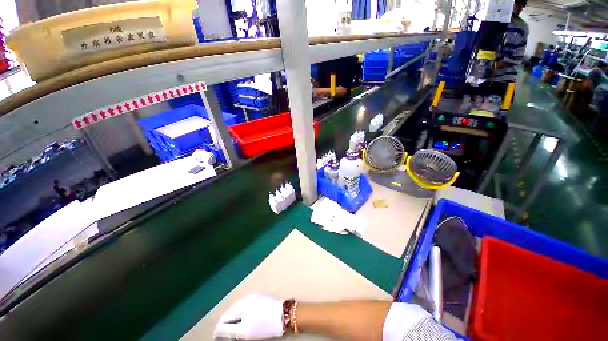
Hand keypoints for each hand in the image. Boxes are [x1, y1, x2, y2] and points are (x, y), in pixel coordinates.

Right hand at [214, 294, 283, 339]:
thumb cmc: (264, 324)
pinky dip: (244, 318)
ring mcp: (255, 298)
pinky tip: (248, 325)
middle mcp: (247, 298)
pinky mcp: (261, 300)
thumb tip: (217, 331)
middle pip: (232, 314)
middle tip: (229, 337)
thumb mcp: (245, 331)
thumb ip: (229, 331)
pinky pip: (247, 310)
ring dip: (236, 322)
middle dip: (228, 325)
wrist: (284, 315)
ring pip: (240, 312)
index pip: (224, 318)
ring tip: (238, 333)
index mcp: (241, 304)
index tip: (218, 339)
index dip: (219, 330)